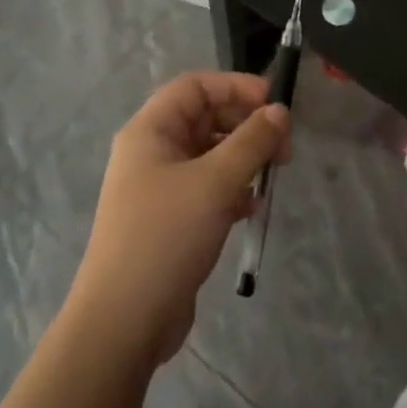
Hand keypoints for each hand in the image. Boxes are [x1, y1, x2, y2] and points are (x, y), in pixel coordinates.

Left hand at [68, 72, 289, 365]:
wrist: (123, 321)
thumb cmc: (165, 237)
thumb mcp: (215, 183)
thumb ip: (251, 142)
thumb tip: (279, 111)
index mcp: (150, 131)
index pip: (194, 86)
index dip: (235, 87)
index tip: (275, 104)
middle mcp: (151, 152)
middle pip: (203, 118)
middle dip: (245, 124)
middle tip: (283, 147)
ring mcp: (158, 187)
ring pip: (208, 154)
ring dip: (241, 158)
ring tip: (272, 176)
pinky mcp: (169, 219)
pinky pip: (206, 187)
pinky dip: (231, 189)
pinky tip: (250, 207)